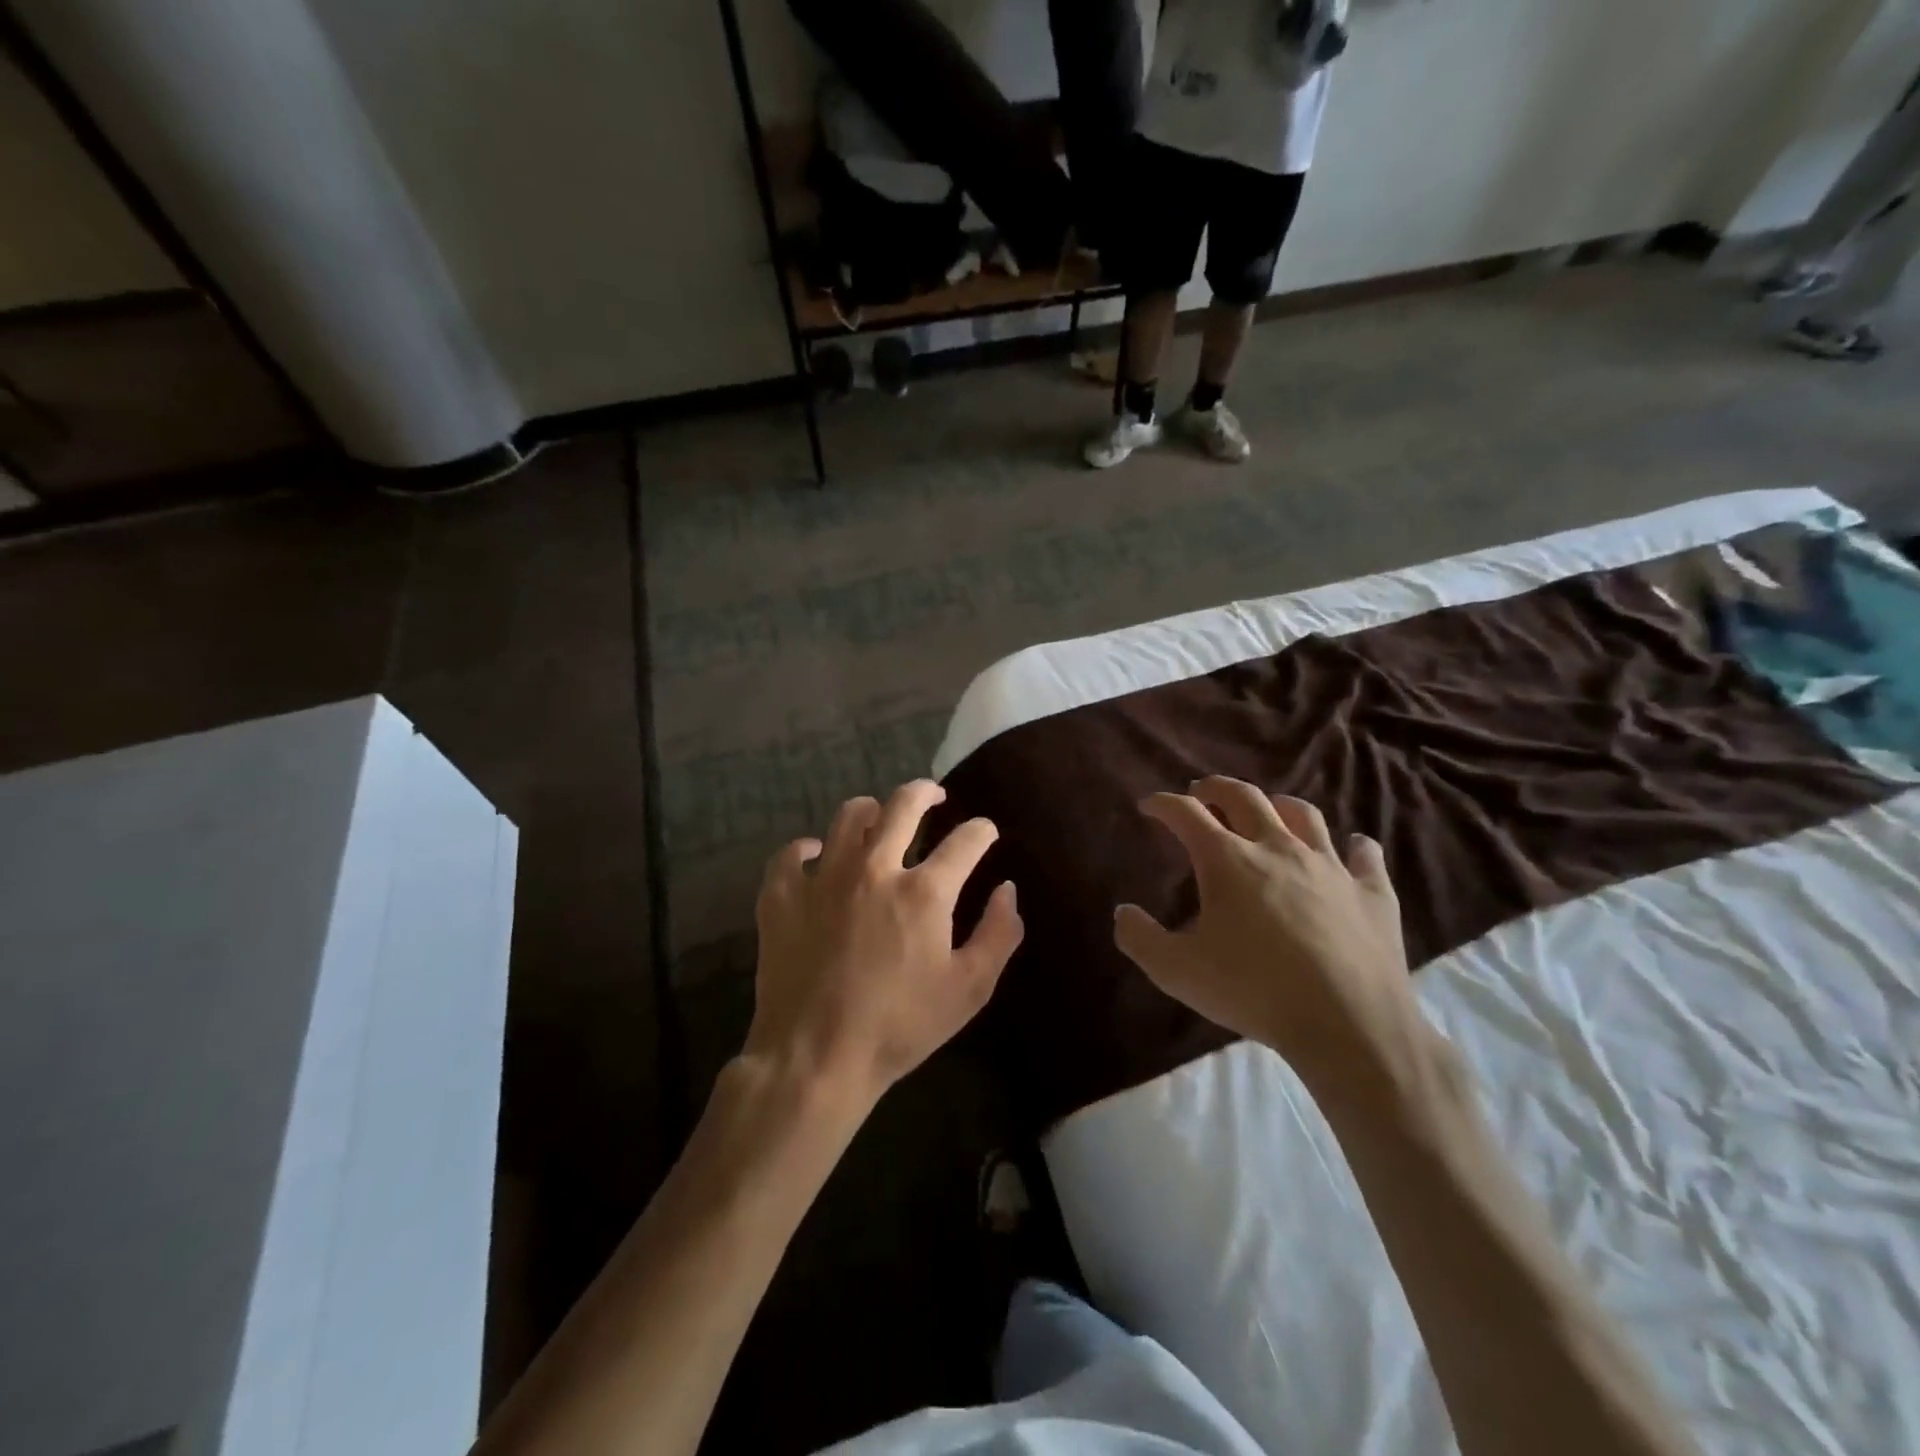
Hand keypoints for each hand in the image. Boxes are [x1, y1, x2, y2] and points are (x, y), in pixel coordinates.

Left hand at [746, 780, 1023, 1112]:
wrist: (815, 1059)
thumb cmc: (899, 1027)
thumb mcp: (968, 990)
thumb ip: (997, 935)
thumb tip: (1007, 890)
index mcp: (924, 891)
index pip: (966, 840)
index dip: (982, 831)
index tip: (985, 833)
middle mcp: (874, 868)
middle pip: (903, 805)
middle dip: (925, 792)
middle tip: (933, 796)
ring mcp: (823, 877)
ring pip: (848, 817)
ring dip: (870, 811)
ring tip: (877, 817)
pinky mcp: (782, 895)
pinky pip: (792, 854)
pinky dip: (806, 849)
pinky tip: (815, 856)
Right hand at [1112, 776, 1412, 1095]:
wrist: (1349, 1024)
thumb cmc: (1253, 991)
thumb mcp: (1176, 971)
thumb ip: (1140, 938)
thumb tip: (1123, 912)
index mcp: (1227, 861)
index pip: (1186, 814)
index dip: (1163, 804)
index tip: (1148, 805)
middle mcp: (1278, 848)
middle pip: (1244, 797)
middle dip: (1216, 788)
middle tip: (1201, 792)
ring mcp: (1330, 866)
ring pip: (1303, 815)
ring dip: (1278, 805)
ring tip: (1268, 811)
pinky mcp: (1372, 892)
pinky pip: (1365, 855)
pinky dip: (1355, 847)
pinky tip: (1352, 848)